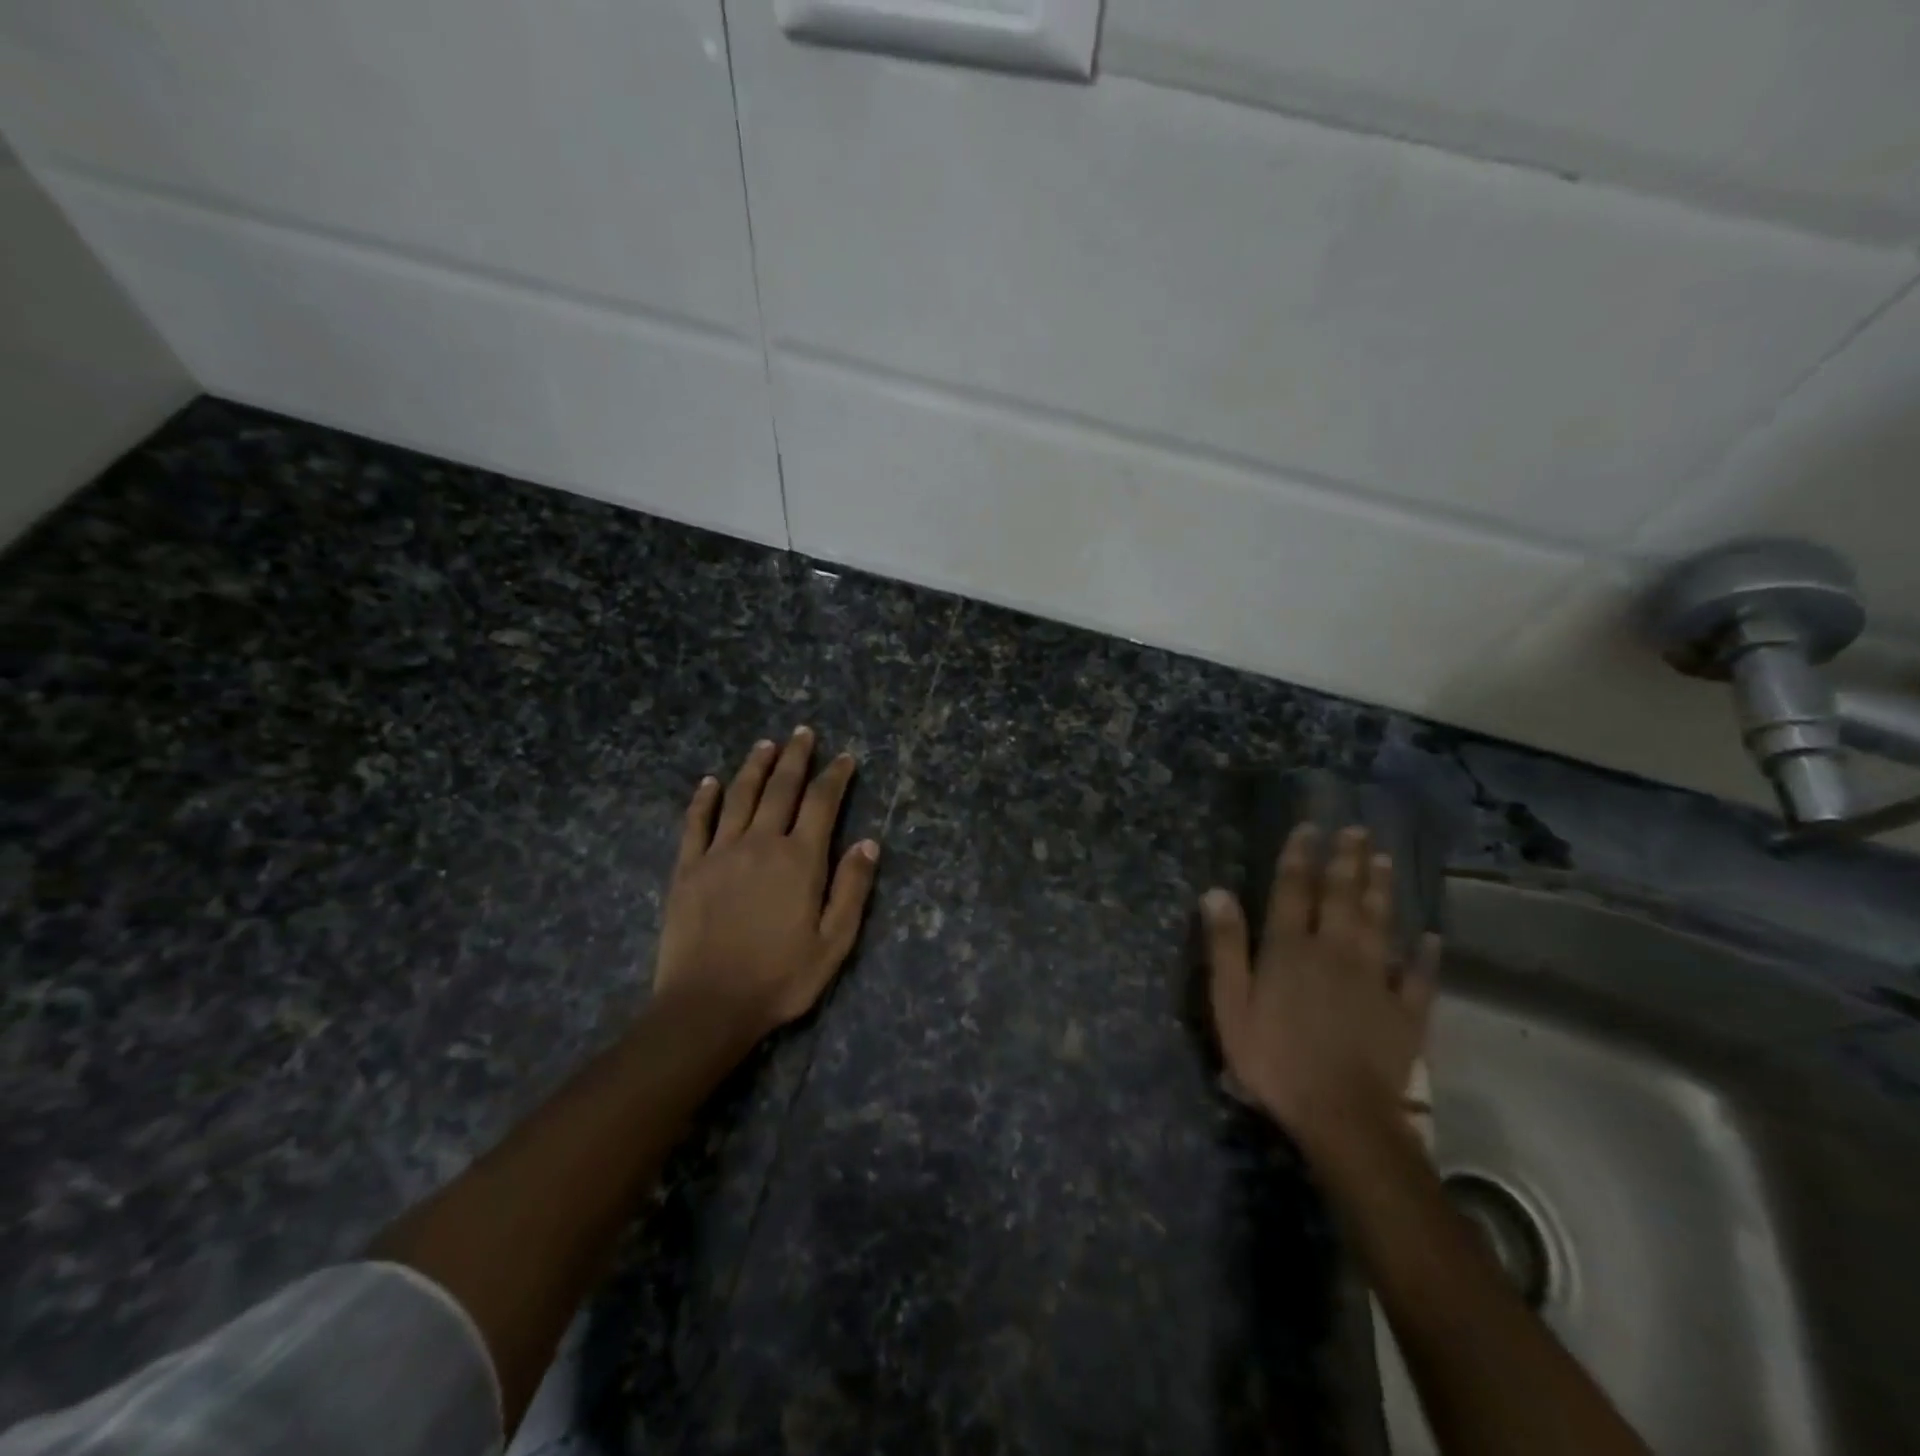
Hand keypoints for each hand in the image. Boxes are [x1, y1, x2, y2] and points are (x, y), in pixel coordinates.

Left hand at [654, 728, 879, 1040]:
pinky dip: (704, 799)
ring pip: (739, 796)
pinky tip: (710, 782)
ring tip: (766, 745)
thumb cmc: (780, 978)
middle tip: (802, 733)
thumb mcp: (834, 942)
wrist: (708, 1005)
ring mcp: (719, 852)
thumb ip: (852, 889)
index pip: (822, 803)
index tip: (845, 758)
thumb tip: (868, 842)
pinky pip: (696, 823)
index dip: (835, 777)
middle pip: (780, 789)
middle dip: (795, 758)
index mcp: (800, 860)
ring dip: (754, 767)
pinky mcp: (687, 868)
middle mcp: (761, 843)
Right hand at [1201, 824, 1439, 1160]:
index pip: (1293, 890)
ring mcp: (1375, 980)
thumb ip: (1225, 947)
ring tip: (1384, 860)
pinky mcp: (1404, 1012)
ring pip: (1379, 924)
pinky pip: (1418, 977)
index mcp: (1290, 949)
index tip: (1309, 828)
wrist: (1342, 1117)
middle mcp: (1335, 952)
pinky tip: (1431, 938)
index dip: (1299, 856)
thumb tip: (1215, 892)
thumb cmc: (1274, 1060)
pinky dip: (1425, 956)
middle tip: (1356, 830)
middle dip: (1346, 860)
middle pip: (1341, 896)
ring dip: (1382, 890)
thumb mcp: (1231, 1005)